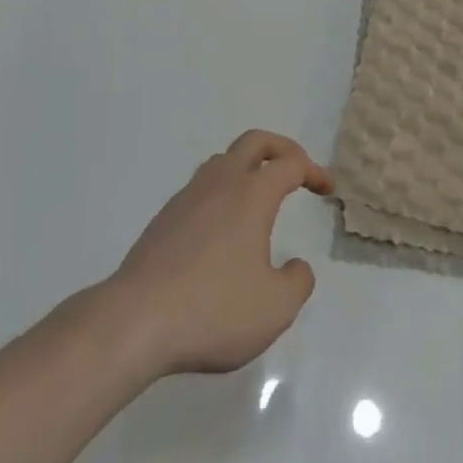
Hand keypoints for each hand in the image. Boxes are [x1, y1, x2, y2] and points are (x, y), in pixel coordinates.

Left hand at [103, 130, 333, 377]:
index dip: (313, 170)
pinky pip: (202, 187)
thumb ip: (297, 282)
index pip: (290, 164)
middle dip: (281, 148)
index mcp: (251, 194)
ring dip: (248, 166)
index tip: (326, 188)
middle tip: (297, 169)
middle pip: (254, 141)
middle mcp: (220, 183)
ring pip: (223, 160)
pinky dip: (222, 191)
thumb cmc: (213, 310)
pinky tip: (222, 227)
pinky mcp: (165, 217)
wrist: (136, 320)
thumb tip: (296, 266)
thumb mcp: (274, 309)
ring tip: (259, 195)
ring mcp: (188, 196)